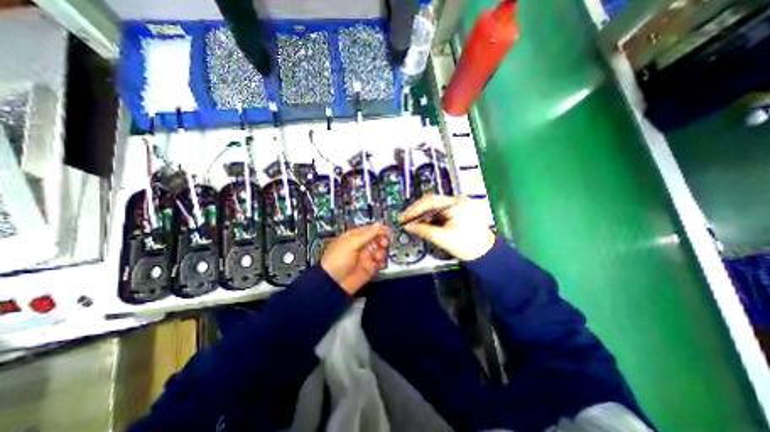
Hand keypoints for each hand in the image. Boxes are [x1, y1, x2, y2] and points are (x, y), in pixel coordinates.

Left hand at [321, 222, 390, 296]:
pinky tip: (379, 264)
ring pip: (379, 251)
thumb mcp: (351, 244)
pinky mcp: (369, 269)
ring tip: (377, 256)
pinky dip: (381, 263)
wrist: (334, 283)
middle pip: (375, 240)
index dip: (377, 230)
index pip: (368, 230)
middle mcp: (360, 247)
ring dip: (381, 252)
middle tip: (383, 243)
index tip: (386, 230)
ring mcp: (365, 258)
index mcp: (353, 238)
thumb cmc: (337, 260)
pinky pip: (379, 263)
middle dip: (381, 241)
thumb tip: (378, 225)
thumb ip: (366, 235)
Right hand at [400, 194, 495, 258]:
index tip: (405, 217)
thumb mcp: (443, 238)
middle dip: (417, 211)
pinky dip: (429, 218)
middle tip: (405, 220)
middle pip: (431, 202)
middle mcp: (457, 201)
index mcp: (457, 204)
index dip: (415, 209)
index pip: (431, 200)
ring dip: (422, 215)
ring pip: (434, 207)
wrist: (485, 254)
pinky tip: (423, 224)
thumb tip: (408, 226)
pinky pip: (438, 212)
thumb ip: (424, 231)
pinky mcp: (456, 212)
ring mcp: (457, 206)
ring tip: (412, 223)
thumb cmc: (468, 246)